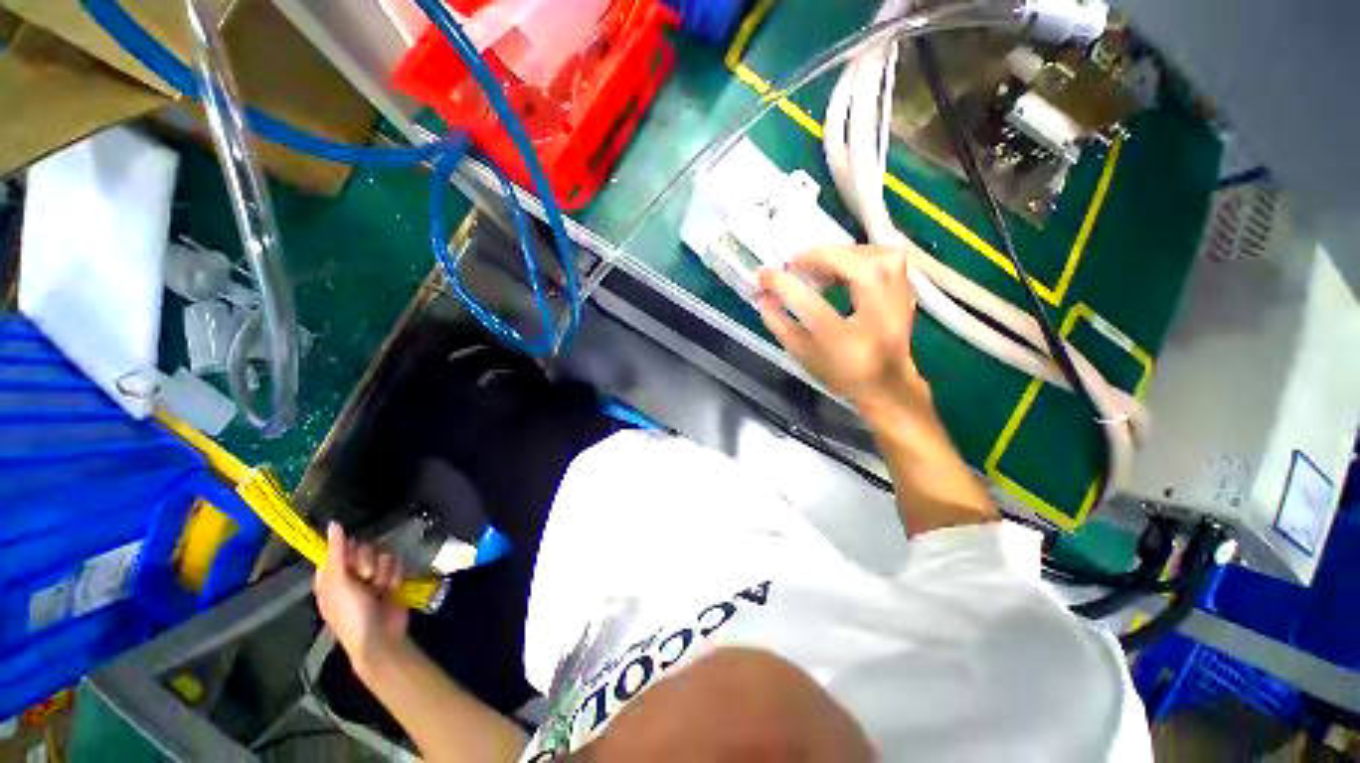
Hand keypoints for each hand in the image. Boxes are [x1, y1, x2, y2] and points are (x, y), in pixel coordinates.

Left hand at [314, 523, 408, 674]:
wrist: (380, 637)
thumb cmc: (351, 613)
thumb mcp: (339, 583)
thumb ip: (338, 552)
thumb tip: (334, 523)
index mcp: (329, 576)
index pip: (339, 548)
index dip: (348, 550)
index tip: (353, 557)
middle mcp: (349, 574)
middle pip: (363, 548)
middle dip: (369, 561)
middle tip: (367, 576)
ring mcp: (371, 577)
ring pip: (382, 554)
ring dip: (384, 570)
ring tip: (381, 588)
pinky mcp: (390, 578)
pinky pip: (396, 563)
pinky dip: (395, 575)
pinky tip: (392, 588)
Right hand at [757, 246, 929, 421]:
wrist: (887, 385)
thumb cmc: (840, 374)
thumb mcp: (803, 355)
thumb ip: (780, 325)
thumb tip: (764, 297)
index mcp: (846, 343)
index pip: (810, 305)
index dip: (783, 285)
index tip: (764, 276)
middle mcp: (878, 319)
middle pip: (858, 269)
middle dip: (821, 256)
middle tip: (796, 261)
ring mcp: (898, 304)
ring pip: (879, 256)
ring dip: (843, 252)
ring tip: (820, 262)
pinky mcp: (906, 292)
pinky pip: (889, 258)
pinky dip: (863, 253)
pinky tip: (844, 264)